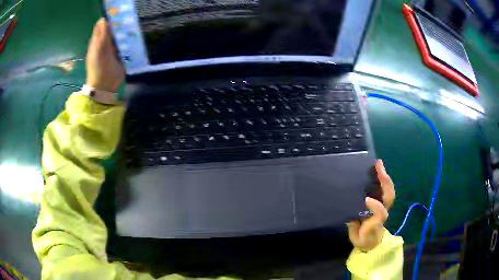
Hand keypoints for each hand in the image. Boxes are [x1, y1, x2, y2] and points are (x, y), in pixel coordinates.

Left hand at [86, 18, 124, 92]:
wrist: (105, 86)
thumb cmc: (99, 67)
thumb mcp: (99, 48)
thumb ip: (102, 34)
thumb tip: (104, 19)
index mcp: (97, 41)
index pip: (102, 26)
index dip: (108, 20)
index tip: (117, 16)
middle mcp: (105, 44)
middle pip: (112, 30)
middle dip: (118, 25)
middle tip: (125, 22)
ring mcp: (113, 50)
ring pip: (119, 36)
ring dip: (124, 32)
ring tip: (130, 29)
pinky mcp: (120, 55)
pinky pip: (124, 44)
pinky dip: (128, 40)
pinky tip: (132, 38)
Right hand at [347, 160, 394, 251]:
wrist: (372, 242)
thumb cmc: (363, 239)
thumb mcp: (357, 238)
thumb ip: (354, 227)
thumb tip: (351, 214)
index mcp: (376, 222)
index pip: (380, 213)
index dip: (376, 206)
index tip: (366, 199)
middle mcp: (383, 211)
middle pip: (389, 196)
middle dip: (385, 181)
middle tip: (378, 166)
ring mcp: (384, 206)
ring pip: (389, 191)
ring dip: (385, 177)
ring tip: (378, 164)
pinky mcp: (383, 203)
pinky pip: (386, 189)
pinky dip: (383, 179)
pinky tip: (378, 170)